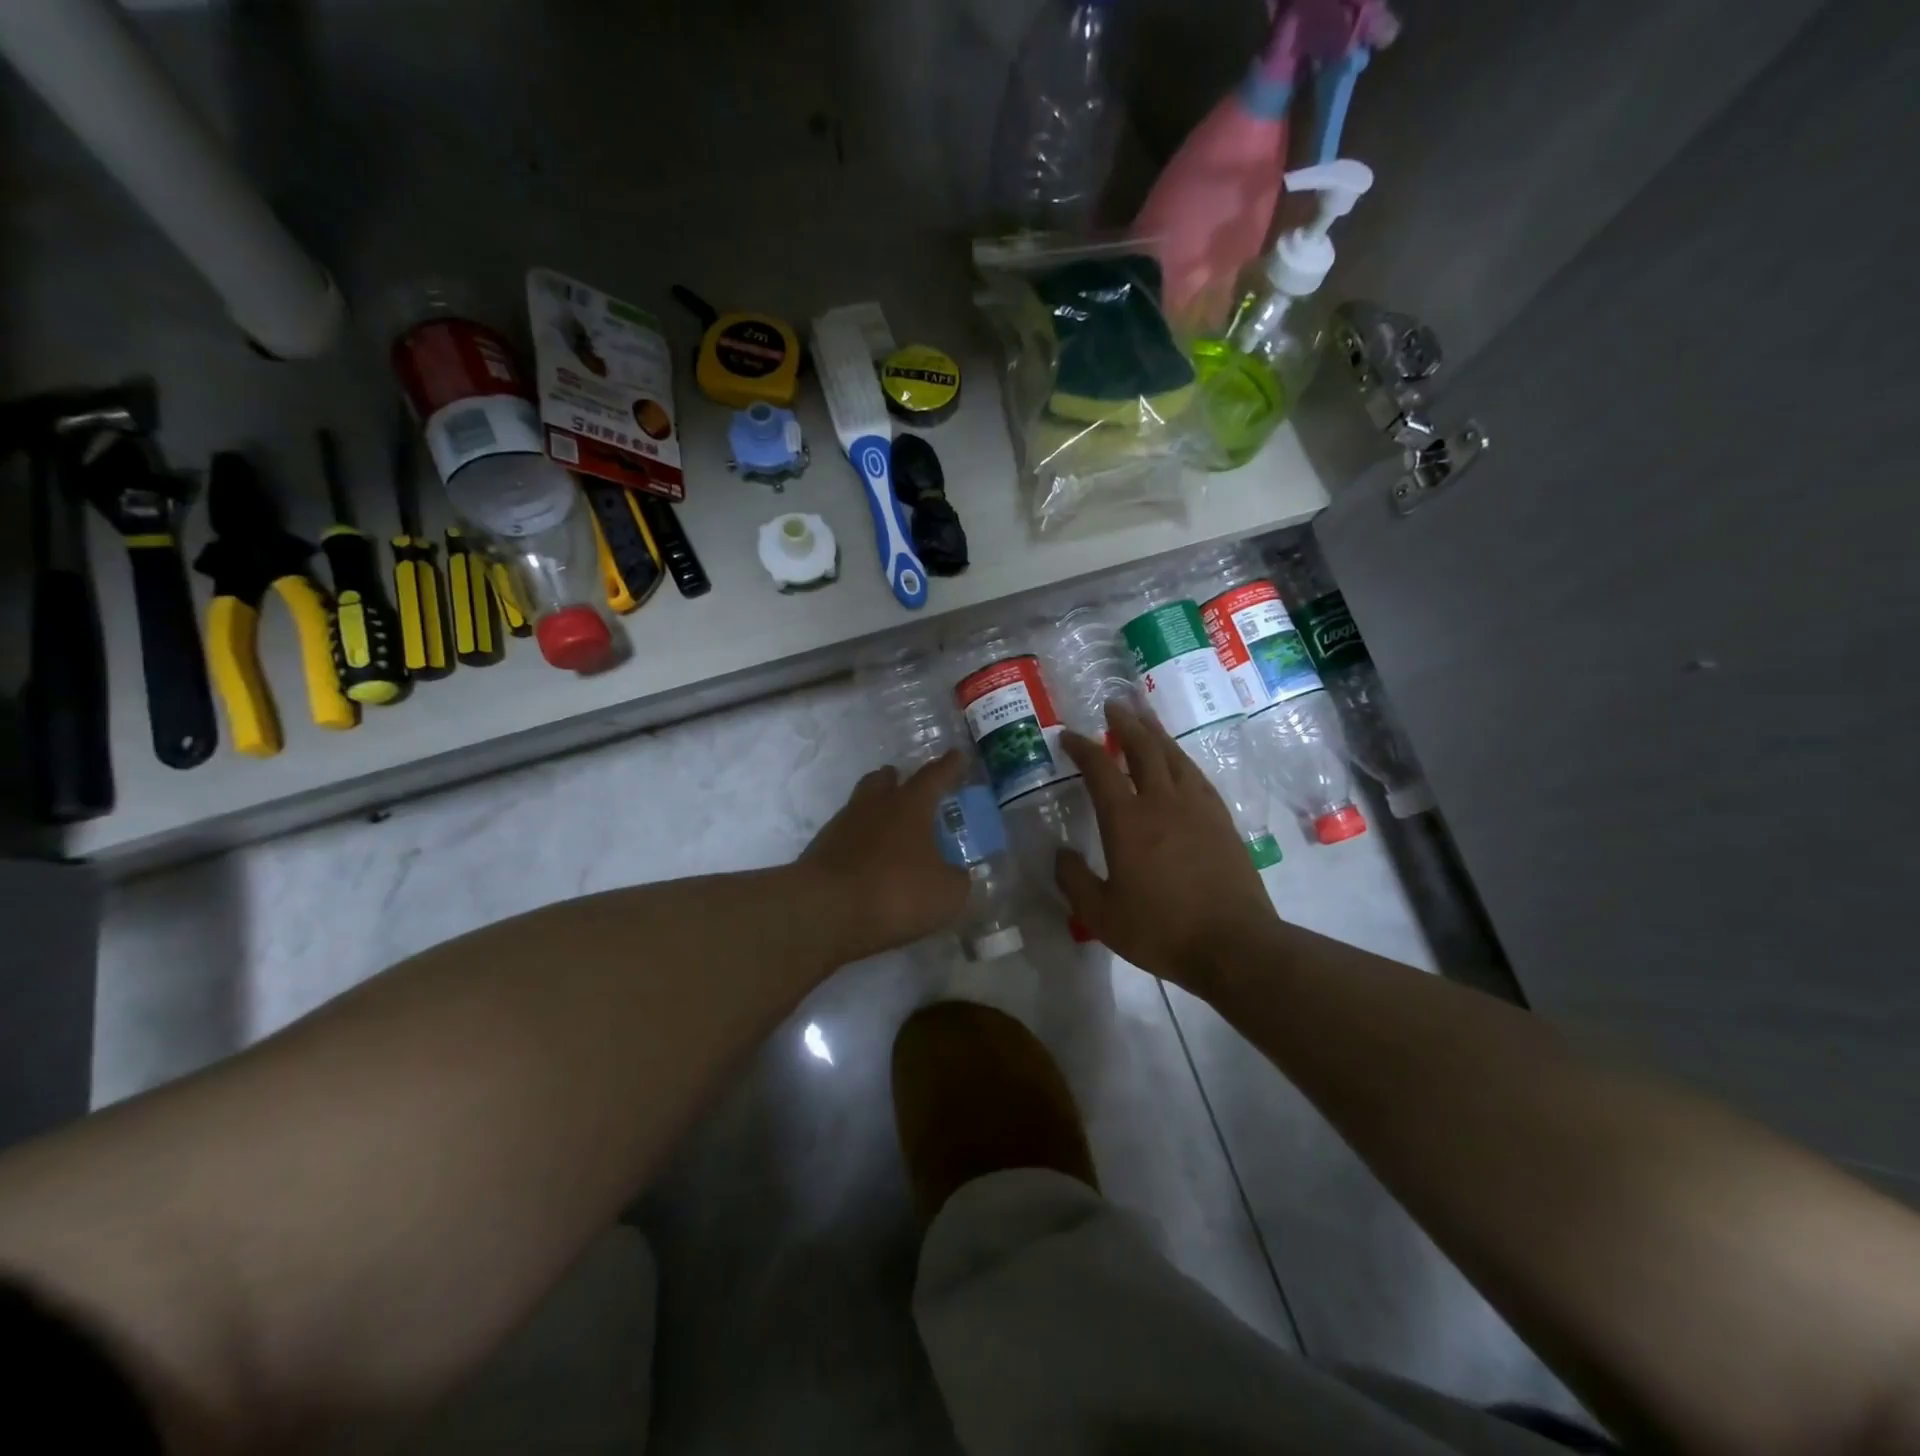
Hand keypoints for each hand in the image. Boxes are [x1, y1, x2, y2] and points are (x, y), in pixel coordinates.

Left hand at [800, 751, 972, 963]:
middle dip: (896, 779)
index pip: (934, 776)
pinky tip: (867, 861)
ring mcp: (842, 826)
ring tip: (889, 829)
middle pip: (883, 780)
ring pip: (860, 806)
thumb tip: (956, 874)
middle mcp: (873, 806)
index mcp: (909, 806)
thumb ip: (956, 879)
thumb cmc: (896, 892)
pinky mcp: (820, 852)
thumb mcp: (946, 894)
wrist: (825, 912)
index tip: (956, 754)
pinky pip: (845, 837)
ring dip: (875, 811)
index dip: (949, 766)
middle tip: (906, 784)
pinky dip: (859, 843)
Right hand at [1056, 704, 1278, 993]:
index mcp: (1127, 820)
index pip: (1100, 768)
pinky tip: (1180, 763)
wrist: (1234, 944)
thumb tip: (1061, 854)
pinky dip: (1181, 760)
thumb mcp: (1100, 914)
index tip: (1068, 736)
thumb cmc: (1161, 930)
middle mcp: (1162, 801)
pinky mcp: (1221, 821)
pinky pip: (1197, 776)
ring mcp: (1197, 808)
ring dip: (1156, 733)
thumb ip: (1074, 880)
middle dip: (1125, 723)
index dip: (1081, 747)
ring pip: (1174, 756)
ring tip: (1145, 719)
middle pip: (1143, 748)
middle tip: (1113, 707)